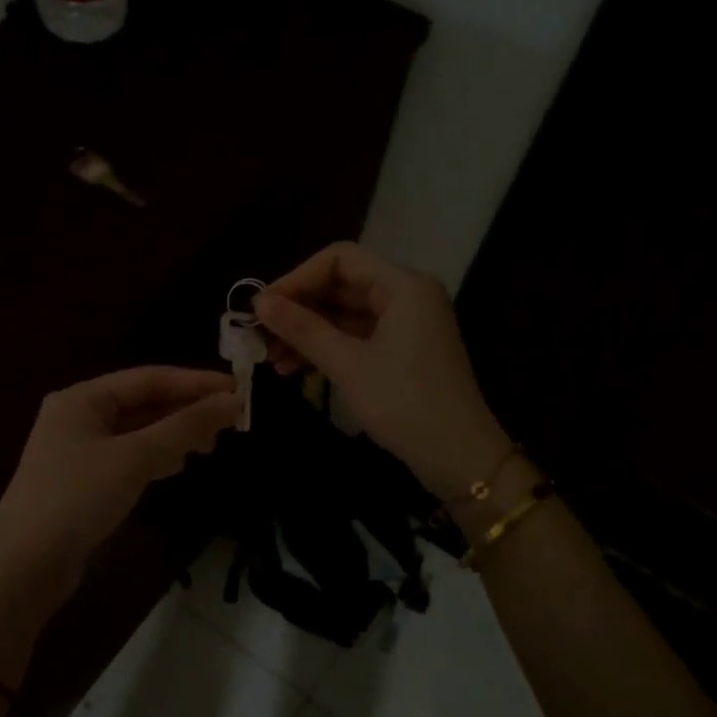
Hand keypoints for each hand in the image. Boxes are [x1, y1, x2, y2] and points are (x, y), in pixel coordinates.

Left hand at [0, 366, 239, 596]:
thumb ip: (184, 427)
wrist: (24, 564)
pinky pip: (129, 457)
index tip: (239, 390)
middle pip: (143, 403)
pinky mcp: (83, 482)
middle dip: (186, 411)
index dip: (195, 383)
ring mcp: (79, 451)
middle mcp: (78, 417)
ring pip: (138, 432)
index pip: (149, 378)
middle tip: (229, 424)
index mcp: (83, 398)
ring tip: (209, 446)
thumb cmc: (76, 497)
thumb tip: (232, 401)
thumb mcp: (134, 457)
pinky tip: (175, 466)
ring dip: (174, 434)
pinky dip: (155, 457)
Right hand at [253, 242, 514, 496]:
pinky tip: (294, 368)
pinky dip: (325, 349)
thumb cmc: (405, 404)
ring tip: (270, 359)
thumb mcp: (348, 365)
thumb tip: (259, 302)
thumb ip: (303, 329)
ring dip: (306, 333)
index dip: (296, 278)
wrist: (458, 457)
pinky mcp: (401, 351)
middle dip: (298, 309)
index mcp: (403, 285)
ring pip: (344, 314)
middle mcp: (406, 295)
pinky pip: (355, 337)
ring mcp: (405, 324)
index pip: (339, 259)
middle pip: (341, 285)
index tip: (261, 307)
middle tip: (258, 335)